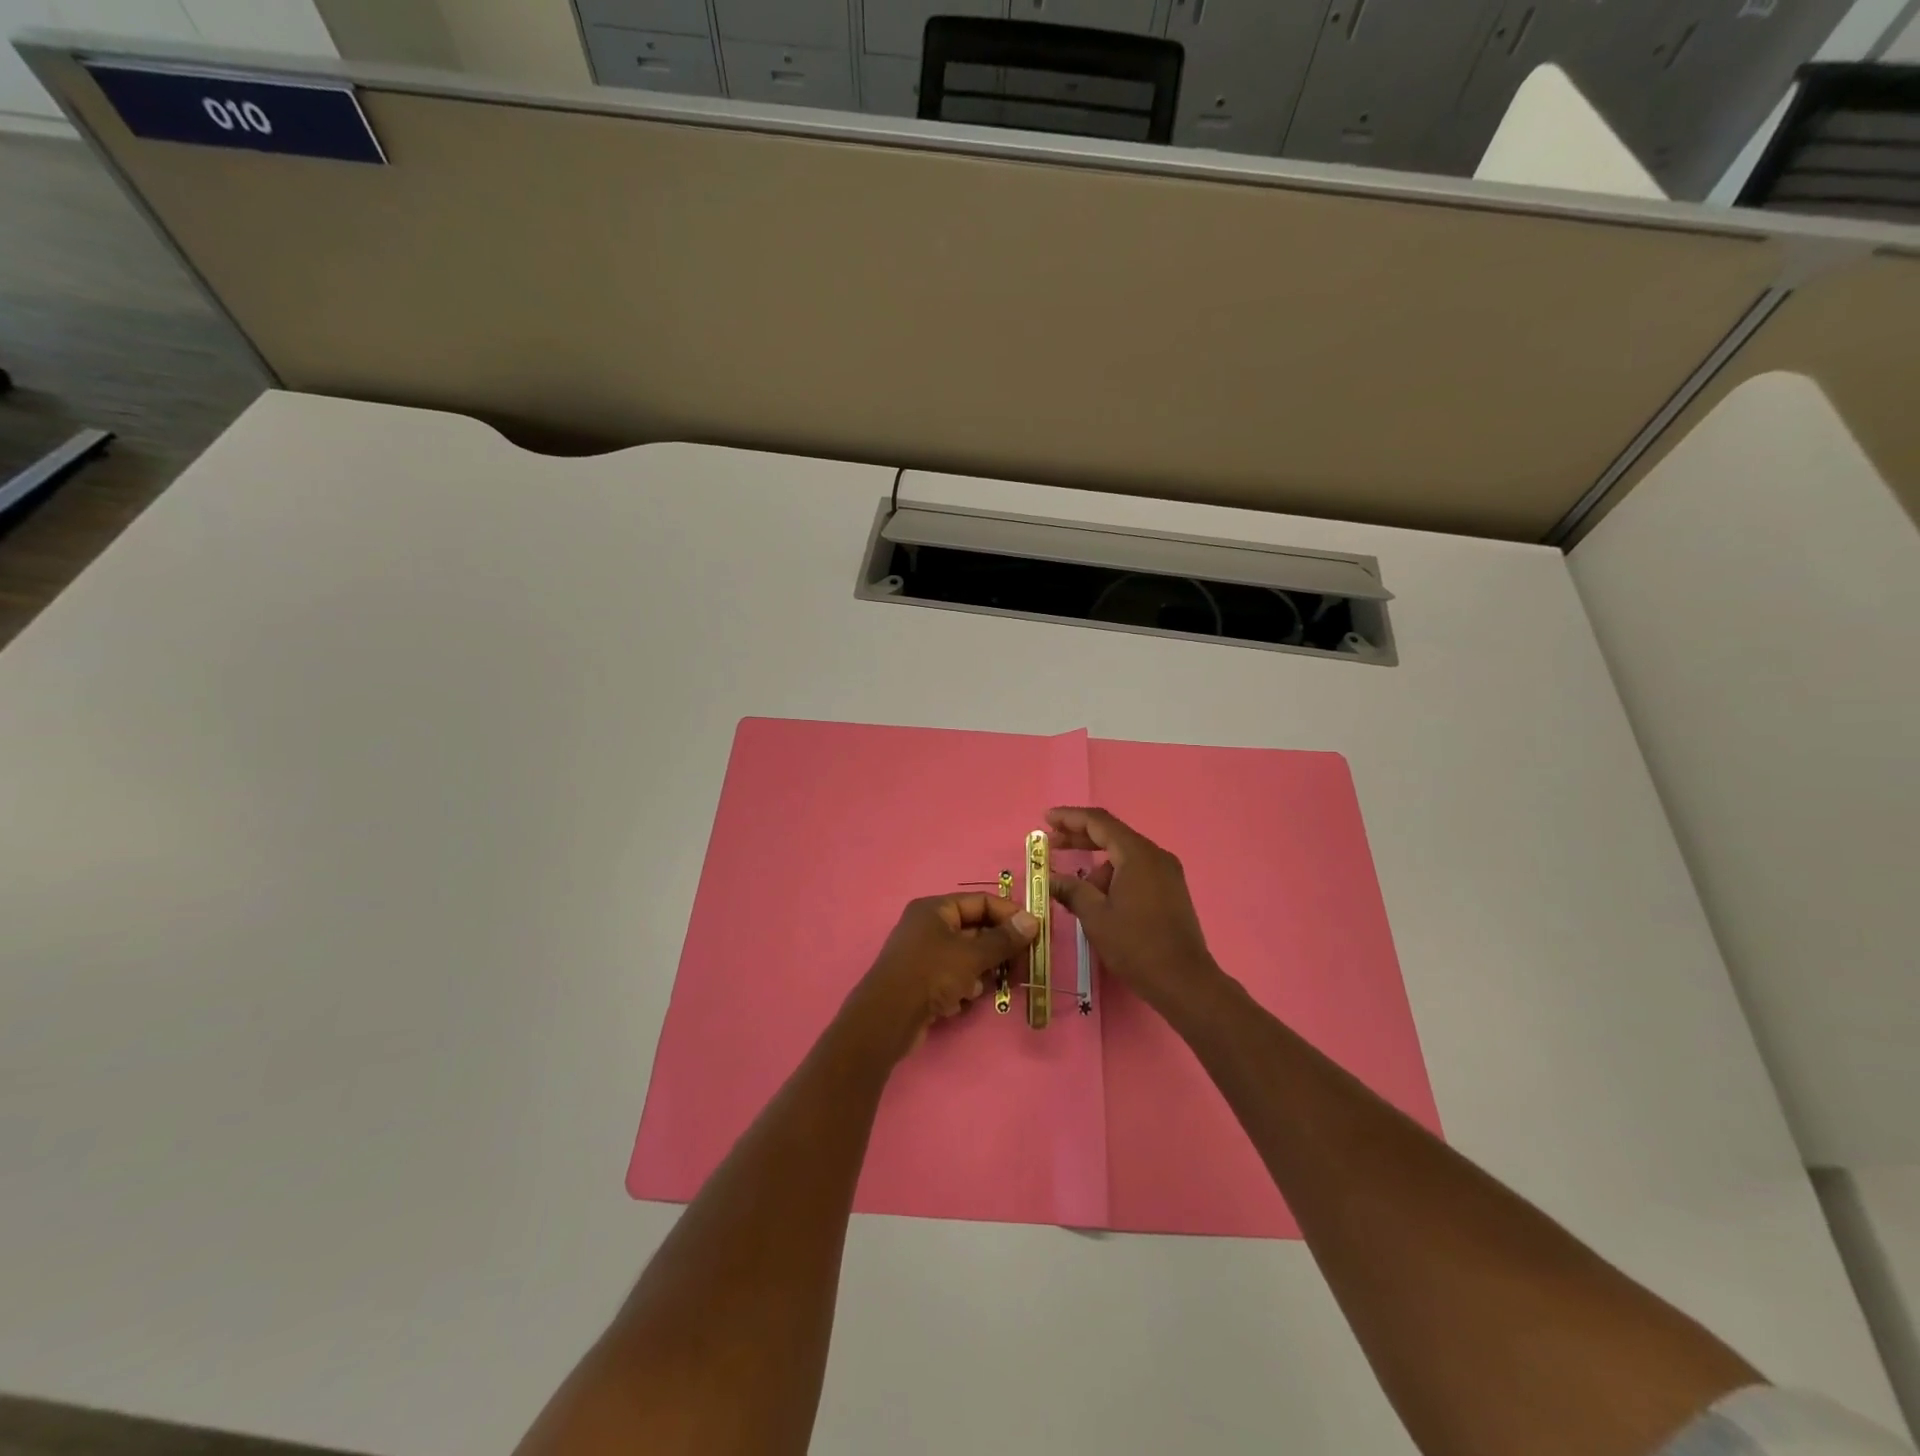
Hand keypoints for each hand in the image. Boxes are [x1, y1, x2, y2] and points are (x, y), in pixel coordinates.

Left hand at [841, 893, 1039, 1061]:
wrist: (887, 1018)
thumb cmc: (931, 974)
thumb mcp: (972, 955)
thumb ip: (1003, 939)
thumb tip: (1033, 920)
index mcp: (935, 909)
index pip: (980, 901)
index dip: (1008, 914)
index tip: (1034, 932)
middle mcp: (927, 926)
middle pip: (974, 929)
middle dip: (999, 947)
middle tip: (1024, 964)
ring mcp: (923, 955)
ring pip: (966, 956)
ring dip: (982, 970)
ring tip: (993, 985)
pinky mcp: (922, 982)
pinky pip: (953, 977)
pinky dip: (963, 986)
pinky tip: (964, 1000)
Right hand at [1048, 807, 1224, 1014]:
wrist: (1184, 981)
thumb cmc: (1136, 946)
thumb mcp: (1096, 917)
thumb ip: (1071, 890)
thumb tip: (1050, 878)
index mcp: (1137, 854)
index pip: (1099, 822)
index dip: (1070, 817)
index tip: (1046, 819)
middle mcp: (1156, 855)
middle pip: (1112, 834)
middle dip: (1080, 837)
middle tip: (1051, 843)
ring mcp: (1167, 873)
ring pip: (1124, 855)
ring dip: (1096, 864)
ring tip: (1074, 889)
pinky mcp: (1171, 890)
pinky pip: (1136, 870)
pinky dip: (1114, 875)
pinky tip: (1099, 897)